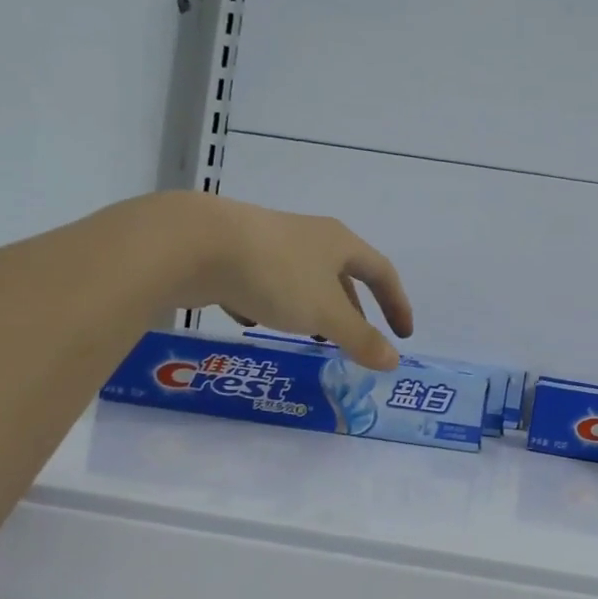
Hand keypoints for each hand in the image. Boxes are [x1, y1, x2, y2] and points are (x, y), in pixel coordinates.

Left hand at [177, 195, 413, 369]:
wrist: (194, 244)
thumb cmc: (276, 275)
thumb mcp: (325, 313)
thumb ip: (360, 339)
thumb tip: (393, 362)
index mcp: (339, 243)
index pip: (382, 272)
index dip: (396, 304)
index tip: (402, 334)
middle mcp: (309, 236)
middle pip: (341, 275)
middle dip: (350, 310)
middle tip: (352, 339)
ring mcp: (269, 241)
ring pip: (301, 279)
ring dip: (310, 309)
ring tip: (307, 335)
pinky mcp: (234, 252)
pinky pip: (263, 280)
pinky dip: (268, 303)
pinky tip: (251, 320)